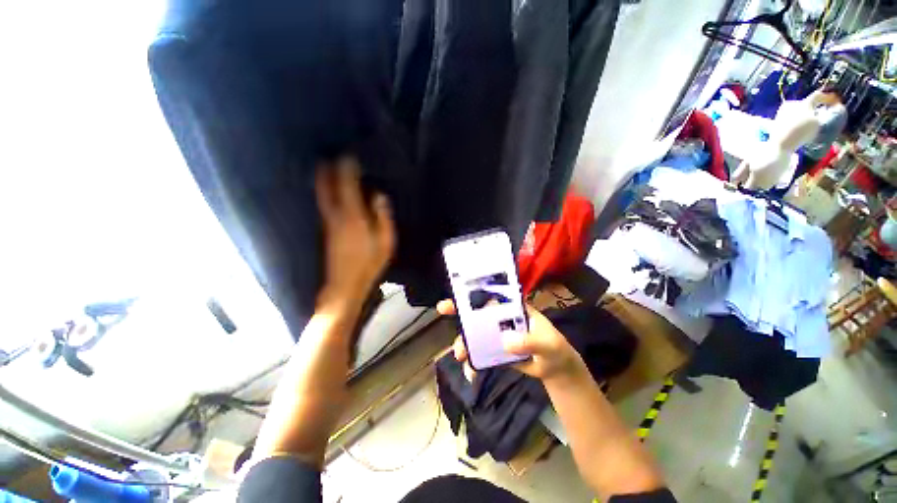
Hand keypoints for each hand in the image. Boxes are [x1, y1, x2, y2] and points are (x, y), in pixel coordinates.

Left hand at [316, 157, 394, 310]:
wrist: (345, 284)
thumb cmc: (369, 263)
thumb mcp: (385, 241)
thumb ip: (383, 217)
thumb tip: (378, 196)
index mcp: (353, 216)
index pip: (347, 186)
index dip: (347, 169)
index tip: (349, 156)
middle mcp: (336, 216)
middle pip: (327, 188)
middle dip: (327, 172)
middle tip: (328, 157)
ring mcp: (329, 223)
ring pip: (323, 196)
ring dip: (324, 181)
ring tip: (326, 168)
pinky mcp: (327, 231)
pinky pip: (325, 205)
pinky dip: (326, 194)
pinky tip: (330, 193)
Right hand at [436, 300, 585, 381]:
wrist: (555, 370)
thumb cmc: (555, 349)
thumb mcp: (548, 344)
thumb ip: (530, 341)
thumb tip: (506, 342)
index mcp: (514, 308)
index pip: (492, 295)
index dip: (474, 291)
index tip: (458, 290)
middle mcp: (502, 318)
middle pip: (478, 312)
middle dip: (460, 310)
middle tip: (442, 310)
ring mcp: (497, 335)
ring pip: (475, 334)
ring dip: (463, 341)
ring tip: (459, 354)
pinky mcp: (495, 351)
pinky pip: (479, 354)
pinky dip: (472, 363)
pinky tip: (470, 373)